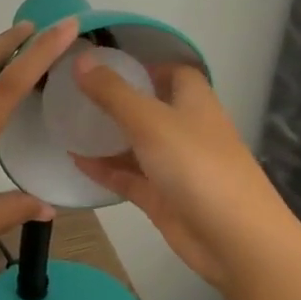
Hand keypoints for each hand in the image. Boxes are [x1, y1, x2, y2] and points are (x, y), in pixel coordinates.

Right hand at [68, 54, 290, 295]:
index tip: (106, 64)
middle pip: (150, 108)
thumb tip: (80, 60)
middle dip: (117, 100)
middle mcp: (186, 130)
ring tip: (66, 124)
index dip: (145, 65)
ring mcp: (174, 166)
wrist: (234, 239)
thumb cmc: (196, 166)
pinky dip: (105, 169)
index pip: (174, 73)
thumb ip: (112, 92)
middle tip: (75, 93)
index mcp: (194, 102)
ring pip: (137, 145)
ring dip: (107, 136)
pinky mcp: (162, 197)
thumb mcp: (150, 121)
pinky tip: (74, 160)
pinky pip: (129, 177)